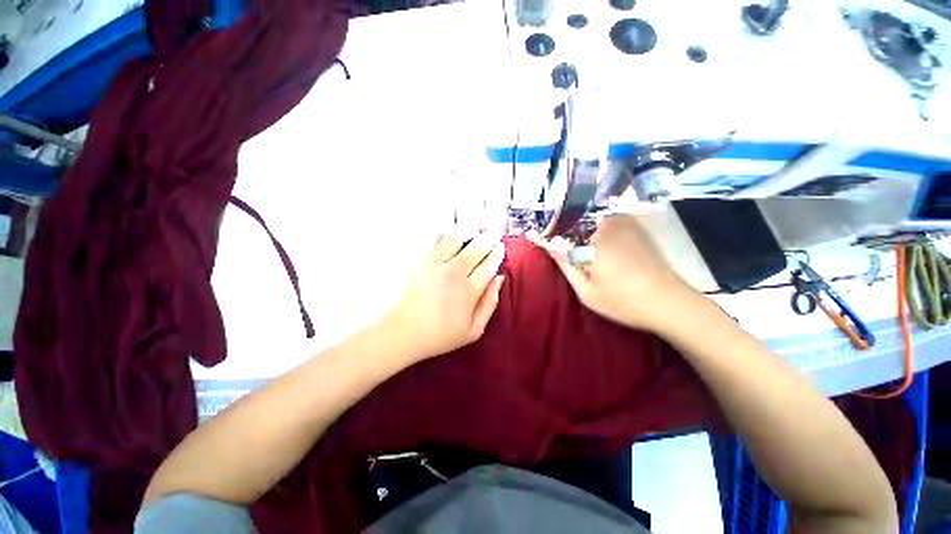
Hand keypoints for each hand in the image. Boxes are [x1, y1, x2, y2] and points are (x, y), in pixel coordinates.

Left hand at [380, 232, 505, 361]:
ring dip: (469, 232)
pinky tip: (451, 236)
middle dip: (490, 238)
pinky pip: (436, 239)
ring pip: (457, 238)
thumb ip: (490, 304)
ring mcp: (436, 265)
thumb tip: (498, 279)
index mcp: (469, 291)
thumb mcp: (473, 330)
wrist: (404, 332)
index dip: (498, 254)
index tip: (501, 248)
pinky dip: (446, 233)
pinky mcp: (422, 261)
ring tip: (474, 233)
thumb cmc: (440, 335)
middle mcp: (454, 273)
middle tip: (495, 233)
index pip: (489, 265)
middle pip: (477, 247)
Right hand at [531, 215, 699, 333]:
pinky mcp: (638, 228)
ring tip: (592, 260)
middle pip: (578, 224)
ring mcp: (627, 223)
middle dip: (571, 238)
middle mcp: (611, 222)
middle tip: (576, 260)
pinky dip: (602, 235)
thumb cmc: (623, 300)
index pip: (563, 229)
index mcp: (595, 236)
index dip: (553, 238)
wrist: (671, 304)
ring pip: (593, 224)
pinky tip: (609, 256)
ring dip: (587, 237)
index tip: (546, 245)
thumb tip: (545, 243)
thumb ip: (564, 263)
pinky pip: (610, 225)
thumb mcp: (586, 289)